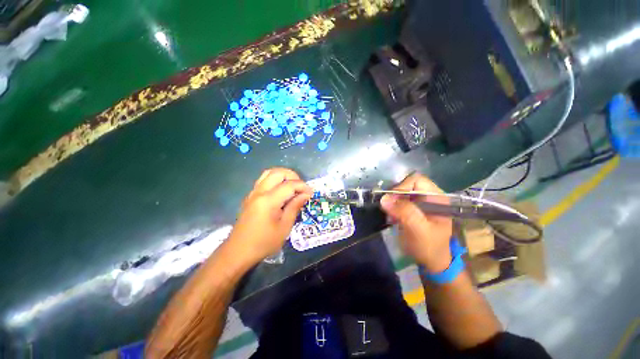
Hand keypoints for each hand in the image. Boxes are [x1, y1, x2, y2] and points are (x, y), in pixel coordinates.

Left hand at [227, 168, 312, 265]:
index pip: (289, 185)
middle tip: (301, 188)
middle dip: (293, 176)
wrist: (238, 252)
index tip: (311, 193)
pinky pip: (263, 180)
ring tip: (292, 187)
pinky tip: (281, 192)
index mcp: (268, 200)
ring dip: (283, 176)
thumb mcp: (284, 227)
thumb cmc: (264, 242)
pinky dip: (275, 180)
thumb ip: (295, 207)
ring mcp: (253, 193)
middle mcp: (259, 192)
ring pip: (269, 173)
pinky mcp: (250, 197)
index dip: (303, 186)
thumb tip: (306, 194)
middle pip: (278, 172)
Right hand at [380, 173, 452, 272]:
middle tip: (389, 209)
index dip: (402, 187)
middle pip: (406, 184)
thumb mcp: (419, 230)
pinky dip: (391, 206)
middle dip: (395, 195)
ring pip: (400, 192)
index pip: (416, 180)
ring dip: (392, 201)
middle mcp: (428, 195)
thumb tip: (384, 198)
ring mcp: (419, 201)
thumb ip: (405, 213)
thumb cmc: (429, 246)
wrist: (431, 261)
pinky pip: (397, 200)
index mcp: (437, 197)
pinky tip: (392, 216)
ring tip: (391, 214)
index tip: (392, 201)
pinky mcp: (411, 207)